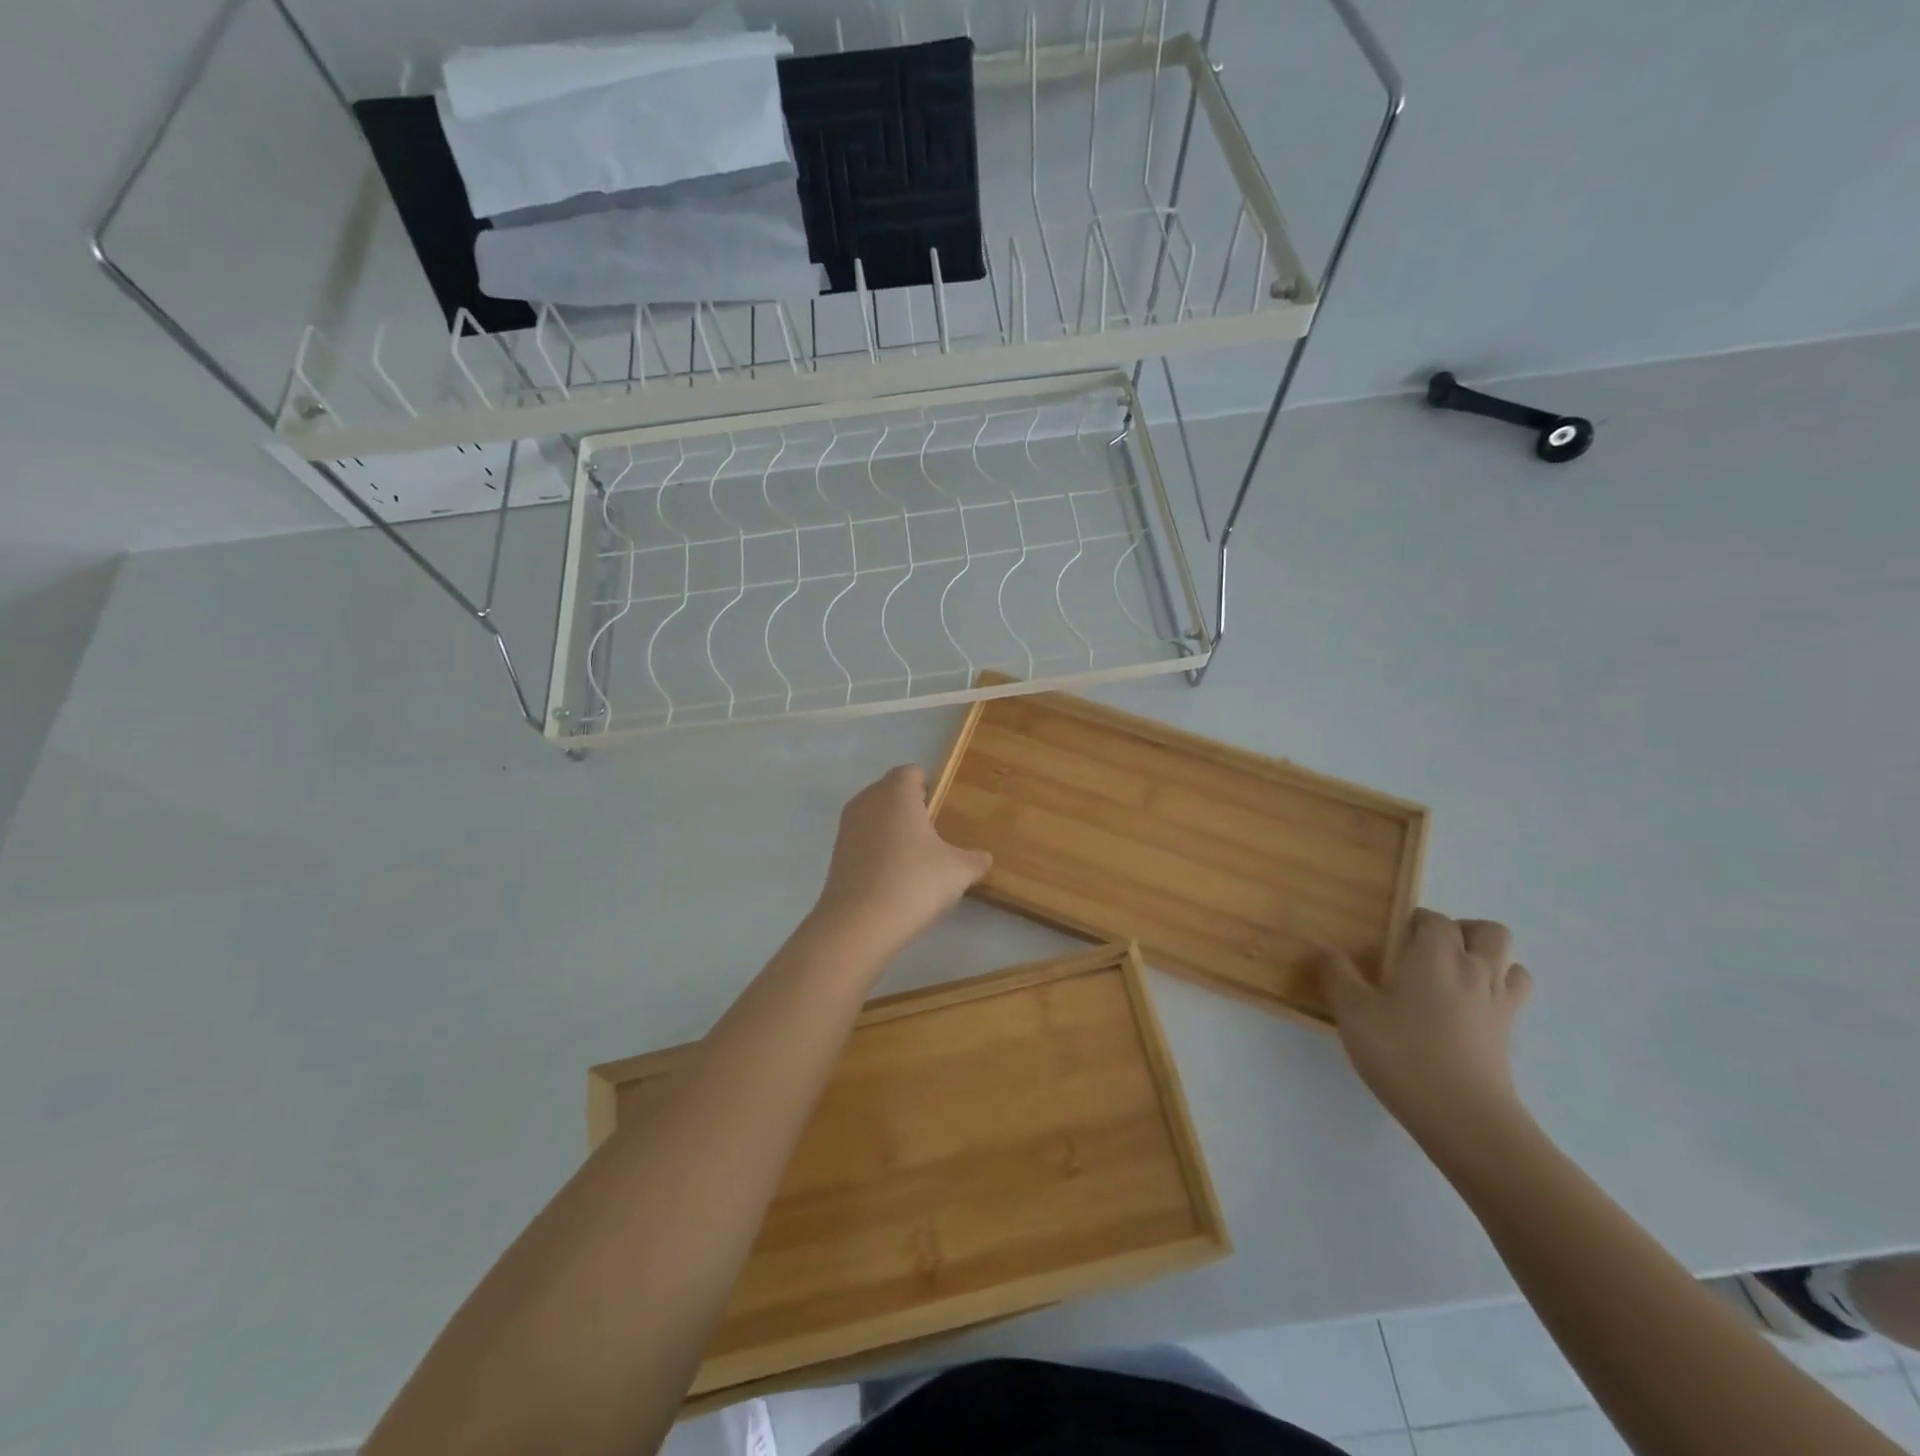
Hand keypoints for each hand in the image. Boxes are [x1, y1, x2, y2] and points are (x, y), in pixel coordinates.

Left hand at [810, 765, 992, 954]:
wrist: (859, 923)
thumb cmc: (914, 881)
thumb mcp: (958, 871)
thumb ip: (975, 860)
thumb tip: (984, 858)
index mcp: (896, 793)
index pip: (911, 772)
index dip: (929, 787)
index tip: (942, 811)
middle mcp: (867, 801)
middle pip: (890, 792)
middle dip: (910, 808)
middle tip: (933, 835)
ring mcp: (846, 827)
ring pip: (874, 816)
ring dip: (891, 830)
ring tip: (914, 859)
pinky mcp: (836, 854)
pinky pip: (862, 840)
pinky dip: (876, 850)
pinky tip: (892, 877)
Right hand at [1320, 910, 1532, 1138]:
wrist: (1465, 1119)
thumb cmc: (1403, 1054)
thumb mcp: (1353, 1013)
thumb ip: (1337, 975)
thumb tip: (1327, 951)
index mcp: (1435, 955)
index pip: (1433, 919)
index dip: (1413, 921)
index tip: (1389, 939)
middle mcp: (1475, 970)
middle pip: (1488, 931)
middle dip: (1461, 931)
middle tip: (1426, 951)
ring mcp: (1499, 1004)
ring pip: (1511, 963)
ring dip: (1487, 960)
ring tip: (1451, 977)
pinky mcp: (1509, 1037)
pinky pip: (1512, 997)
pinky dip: (1496, 992)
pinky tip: (1465, 1011)